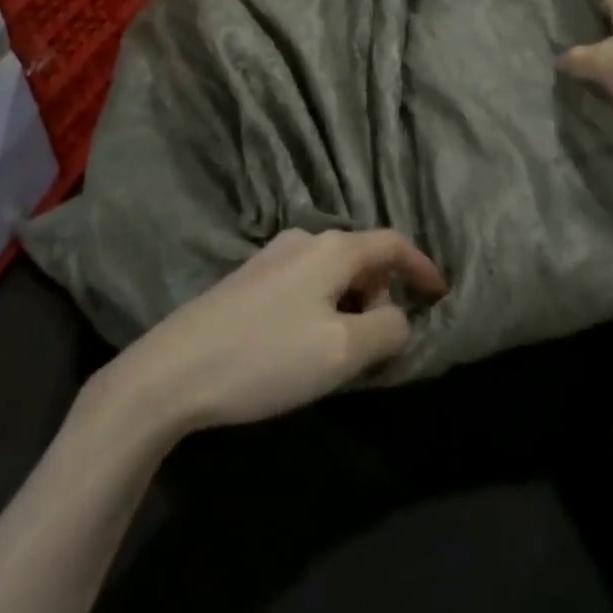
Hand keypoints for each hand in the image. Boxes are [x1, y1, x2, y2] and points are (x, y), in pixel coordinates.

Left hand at [80, 229, 446, 443]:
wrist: (172, 371)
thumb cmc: (266, 357)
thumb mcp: (342, 351)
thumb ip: (387, 330)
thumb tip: (397, 317)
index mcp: (332, 249)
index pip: (392, 244)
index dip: (421, 267)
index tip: (440, 295)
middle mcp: (302, 240)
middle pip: (361, 258)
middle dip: (380, 296)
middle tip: (378, 346)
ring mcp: (269, 257)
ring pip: (330, 273)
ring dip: (349, 305)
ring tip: (339, 352)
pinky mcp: (246, 279)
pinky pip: (303, 284)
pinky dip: (321, 307)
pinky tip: (302, 344)